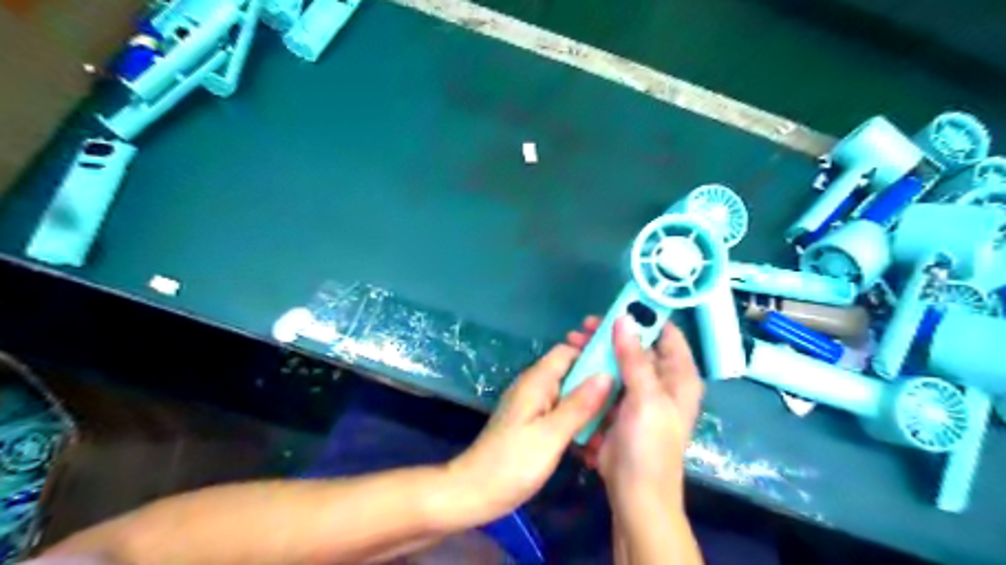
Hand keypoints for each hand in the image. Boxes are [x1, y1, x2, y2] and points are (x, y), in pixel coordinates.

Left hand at [450, 321, 613, 521]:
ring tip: (615, 419)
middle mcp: (534, 387)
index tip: (622, 365)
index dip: (593, 352)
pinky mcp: (531, 423)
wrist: (474, 492)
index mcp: (537, 381)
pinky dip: (576, 419)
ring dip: (589, 403)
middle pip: (569, 371)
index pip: (567, 351)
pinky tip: (593, 437)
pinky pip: (559, 411)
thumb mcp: (551, 435)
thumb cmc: (512, 463)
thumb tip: (607, 374)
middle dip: (596, 380)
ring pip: (567, 393)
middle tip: (625, 398)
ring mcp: (532, 405)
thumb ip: (579, 405)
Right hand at [573, 317, 706, 507]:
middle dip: (611, 334)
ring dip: (597, 350)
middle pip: (637, 346)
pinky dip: (591, 369)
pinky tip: (573, 362)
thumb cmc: (650, 444)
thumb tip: (625, 319)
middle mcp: (662, 381)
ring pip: (618, 361)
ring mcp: (639, 394)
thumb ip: (634, 357)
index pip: (667, 335)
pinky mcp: (619, 406)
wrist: (636, 493)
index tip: (618, 304)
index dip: (645, 317)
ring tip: (572, 340)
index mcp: (679, 377)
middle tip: (584, 326)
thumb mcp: (646, 398)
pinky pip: (606, 379)